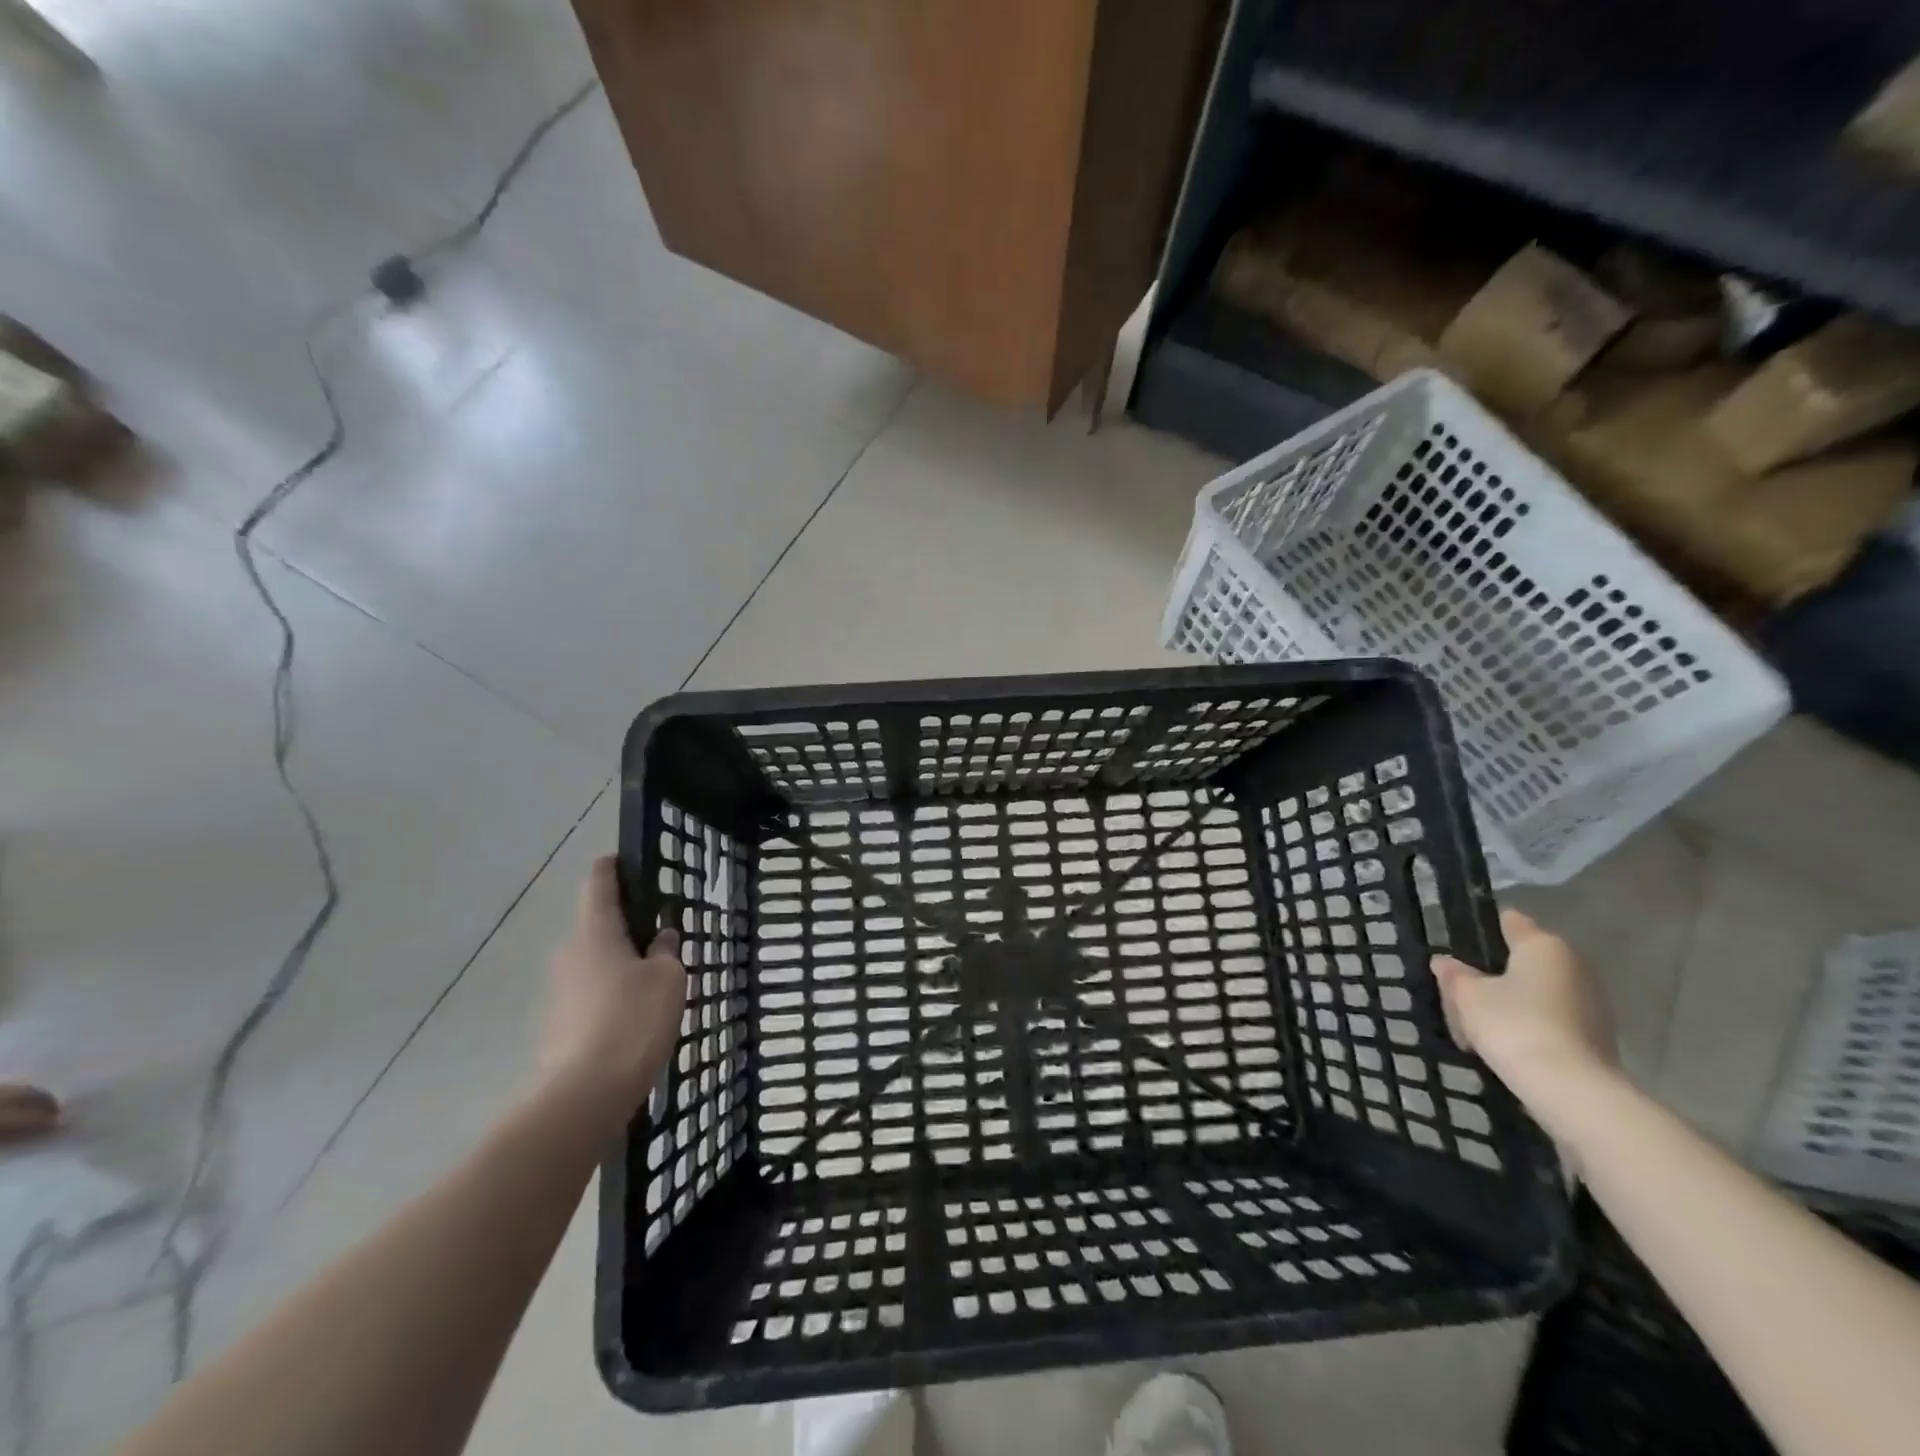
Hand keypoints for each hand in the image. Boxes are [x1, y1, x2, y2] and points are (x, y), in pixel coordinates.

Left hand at [538, 856, 686, 1126]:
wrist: (584, 1097)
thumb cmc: (632, 1022)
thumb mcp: (668, 980)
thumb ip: (666, 952)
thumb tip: (661, 938)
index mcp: (595, 934)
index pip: (598, 884)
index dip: (611, 867)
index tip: (625, 860)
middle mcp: (570, 955)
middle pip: (597, 927)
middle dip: (626, 926)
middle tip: (661, 932)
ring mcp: (559, 993)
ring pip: (595, 964)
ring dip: (621, 964)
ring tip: (656, 979)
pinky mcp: (558, 1026)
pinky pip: (591, 995)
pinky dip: (612, 995)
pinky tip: (637, 1015)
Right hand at [1429, 908, 1615, 1099]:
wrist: (1571, 1090)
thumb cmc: (1513, 1025)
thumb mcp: (1467, 995)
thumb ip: (1454, 974)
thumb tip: (1445, 962)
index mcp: (1543, 945)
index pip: (1510, 921)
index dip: (1481, 929)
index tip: (1457, 944)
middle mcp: (1573, 965)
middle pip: (1522, 960)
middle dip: (1492, 973)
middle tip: (1460, 992)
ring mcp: (1590, 1002)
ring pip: (1536, 992)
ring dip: (1510, 1002)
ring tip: (1477, 1025)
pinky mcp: (1596, 1036)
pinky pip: (1551, 1019)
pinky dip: (1528, 1025)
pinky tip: (1505, 1044)